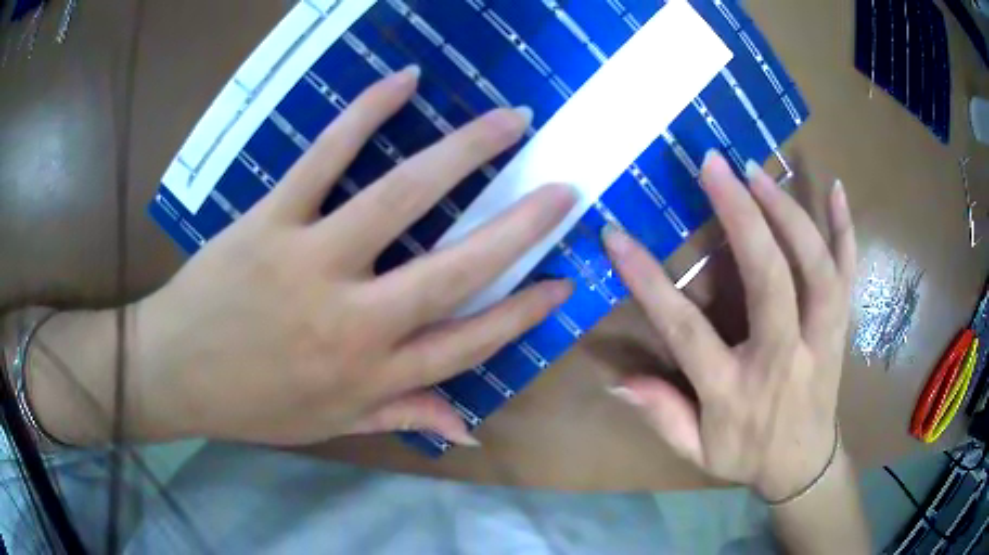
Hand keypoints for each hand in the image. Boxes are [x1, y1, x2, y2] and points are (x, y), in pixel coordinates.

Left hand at [132, 67, 574, 446]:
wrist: (171, 374)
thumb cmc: (250, 405)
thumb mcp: (328, 425)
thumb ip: (399, 416)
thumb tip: (467, 428)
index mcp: (369, 374)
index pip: (469, 342)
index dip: (523, 312)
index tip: (563, 280)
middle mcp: (352, 321)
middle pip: (455, 268)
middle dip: (521, 227)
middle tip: (565, 190)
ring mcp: (309, 262)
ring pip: (400, 197)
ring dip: (464, 152)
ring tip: (510, 121)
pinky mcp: (269, 220)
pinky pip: (323, 158)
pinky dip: (364, 113)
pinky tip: (405, 82)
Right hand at [604, 152, 855, 500]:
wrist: (806, 466)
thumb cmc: (748, 457)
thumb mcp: (697, 452)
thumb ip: (661, 415)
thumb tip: (617, 378)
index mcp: (736, 392)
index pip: (687, 331)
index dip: (649, 282)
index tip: (616, 235)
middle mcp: (783, 359)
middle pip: (769, 280)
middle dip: (742, 216)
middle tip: (714, 166)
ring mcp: (821, 340)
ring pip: (816, 269)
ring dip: (790, 214)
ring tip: (758, 172)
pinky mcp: (841, 328)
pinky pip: (849, 274)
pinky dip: (846, 230)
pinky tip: (837, 189)